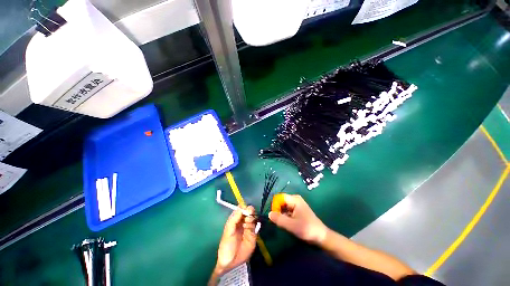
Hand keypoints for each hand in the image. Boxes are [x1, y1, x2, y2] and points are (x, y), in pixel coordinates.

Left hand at [214, 206, 256, 275]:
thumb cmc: (226, 245)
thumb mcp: (228, 231)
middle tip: (249, 214)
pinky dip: (255, 225)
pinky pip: (256, 226)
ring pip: (253, 218)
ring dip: (252, 218)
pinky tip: (251, 228)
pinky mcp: (253, 234)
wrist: (231, 262)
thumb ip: (234, 218)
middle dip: (250, 211)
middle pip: (249, 212)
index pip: (241, 209)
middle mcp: (242, 222)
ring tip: (248, 223)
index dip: (244, 207)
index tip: (246, 208)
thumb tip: (242, 207)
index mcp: (235, 219)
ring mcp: (248, 228)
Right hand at [269, 194, 327, 244]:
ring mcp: (297, 204)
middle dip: (278, 211)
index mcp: (294, 199)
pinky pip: (287, 210)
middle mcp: (295, 199)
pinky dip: (285, 216)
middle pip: (281, 201)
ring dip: (281, 214)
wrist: (321, 236)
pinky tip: (287, 223)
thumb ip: (279, 219)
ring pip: (283, 206)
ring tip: (284, 224)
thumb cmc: (307, 229)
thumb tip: (269, 214)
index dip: (275, 206)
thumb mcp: (291, 225)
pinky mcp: (297, 209)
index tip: (275, 216)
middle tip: (279, 222)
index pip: (279, 198)